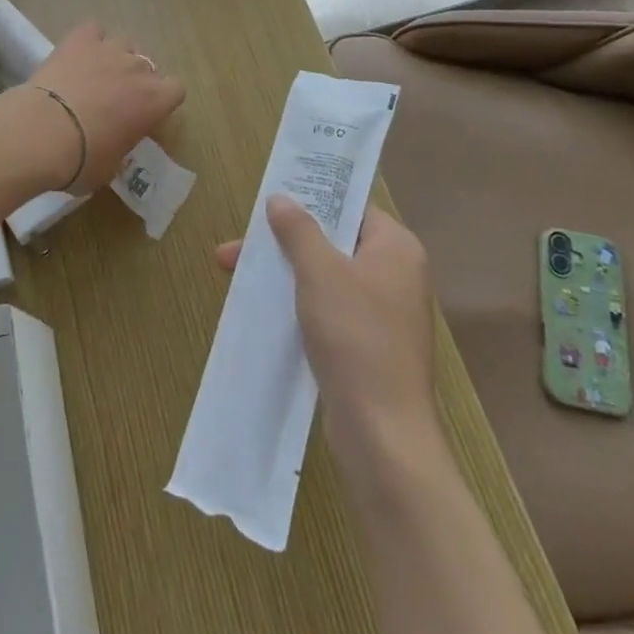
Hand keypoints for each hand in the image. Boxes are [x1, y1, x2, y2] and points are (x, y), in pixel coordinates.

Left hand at [18, 21, 184, 195]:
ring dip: (115, 58)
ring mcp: (109, 49)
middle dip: (135, 81)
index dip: (161, 100)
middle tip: (114, 100)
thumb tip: (114, 144)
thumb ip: (121, 147)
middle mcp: (138, 69)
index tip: (145, 113)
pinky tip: (76, 54)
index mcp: (154, 102)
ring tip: (94, 74)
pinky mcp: (80, 39)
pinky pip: (93, 29)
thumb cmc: (82, 160)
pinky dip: (88, 39)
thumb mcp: (111, 166)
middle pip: (148, 67)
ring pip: (124, 44)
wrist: (43, 133)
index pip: (176, 90)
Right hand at [216, 198, 437, 447]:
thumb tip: (280, 198)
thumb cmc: (356, 337)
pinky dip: (298, 304)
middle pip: (332, 242)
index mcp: (396, 248)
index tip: (270, 200)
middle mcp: (395, 275)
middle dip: (283, 243)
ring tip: (236, 275)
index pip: (352, 208)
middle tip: (237, 247)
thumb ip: (299, 230)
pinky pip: (328, 310)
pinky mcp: (368, 347)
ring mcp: (383, 314)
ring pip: (326, 278)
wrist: (383, 435)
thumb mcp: (320, 272)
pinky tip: (264, 309)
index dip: (312, 200)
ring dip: (285, 274)